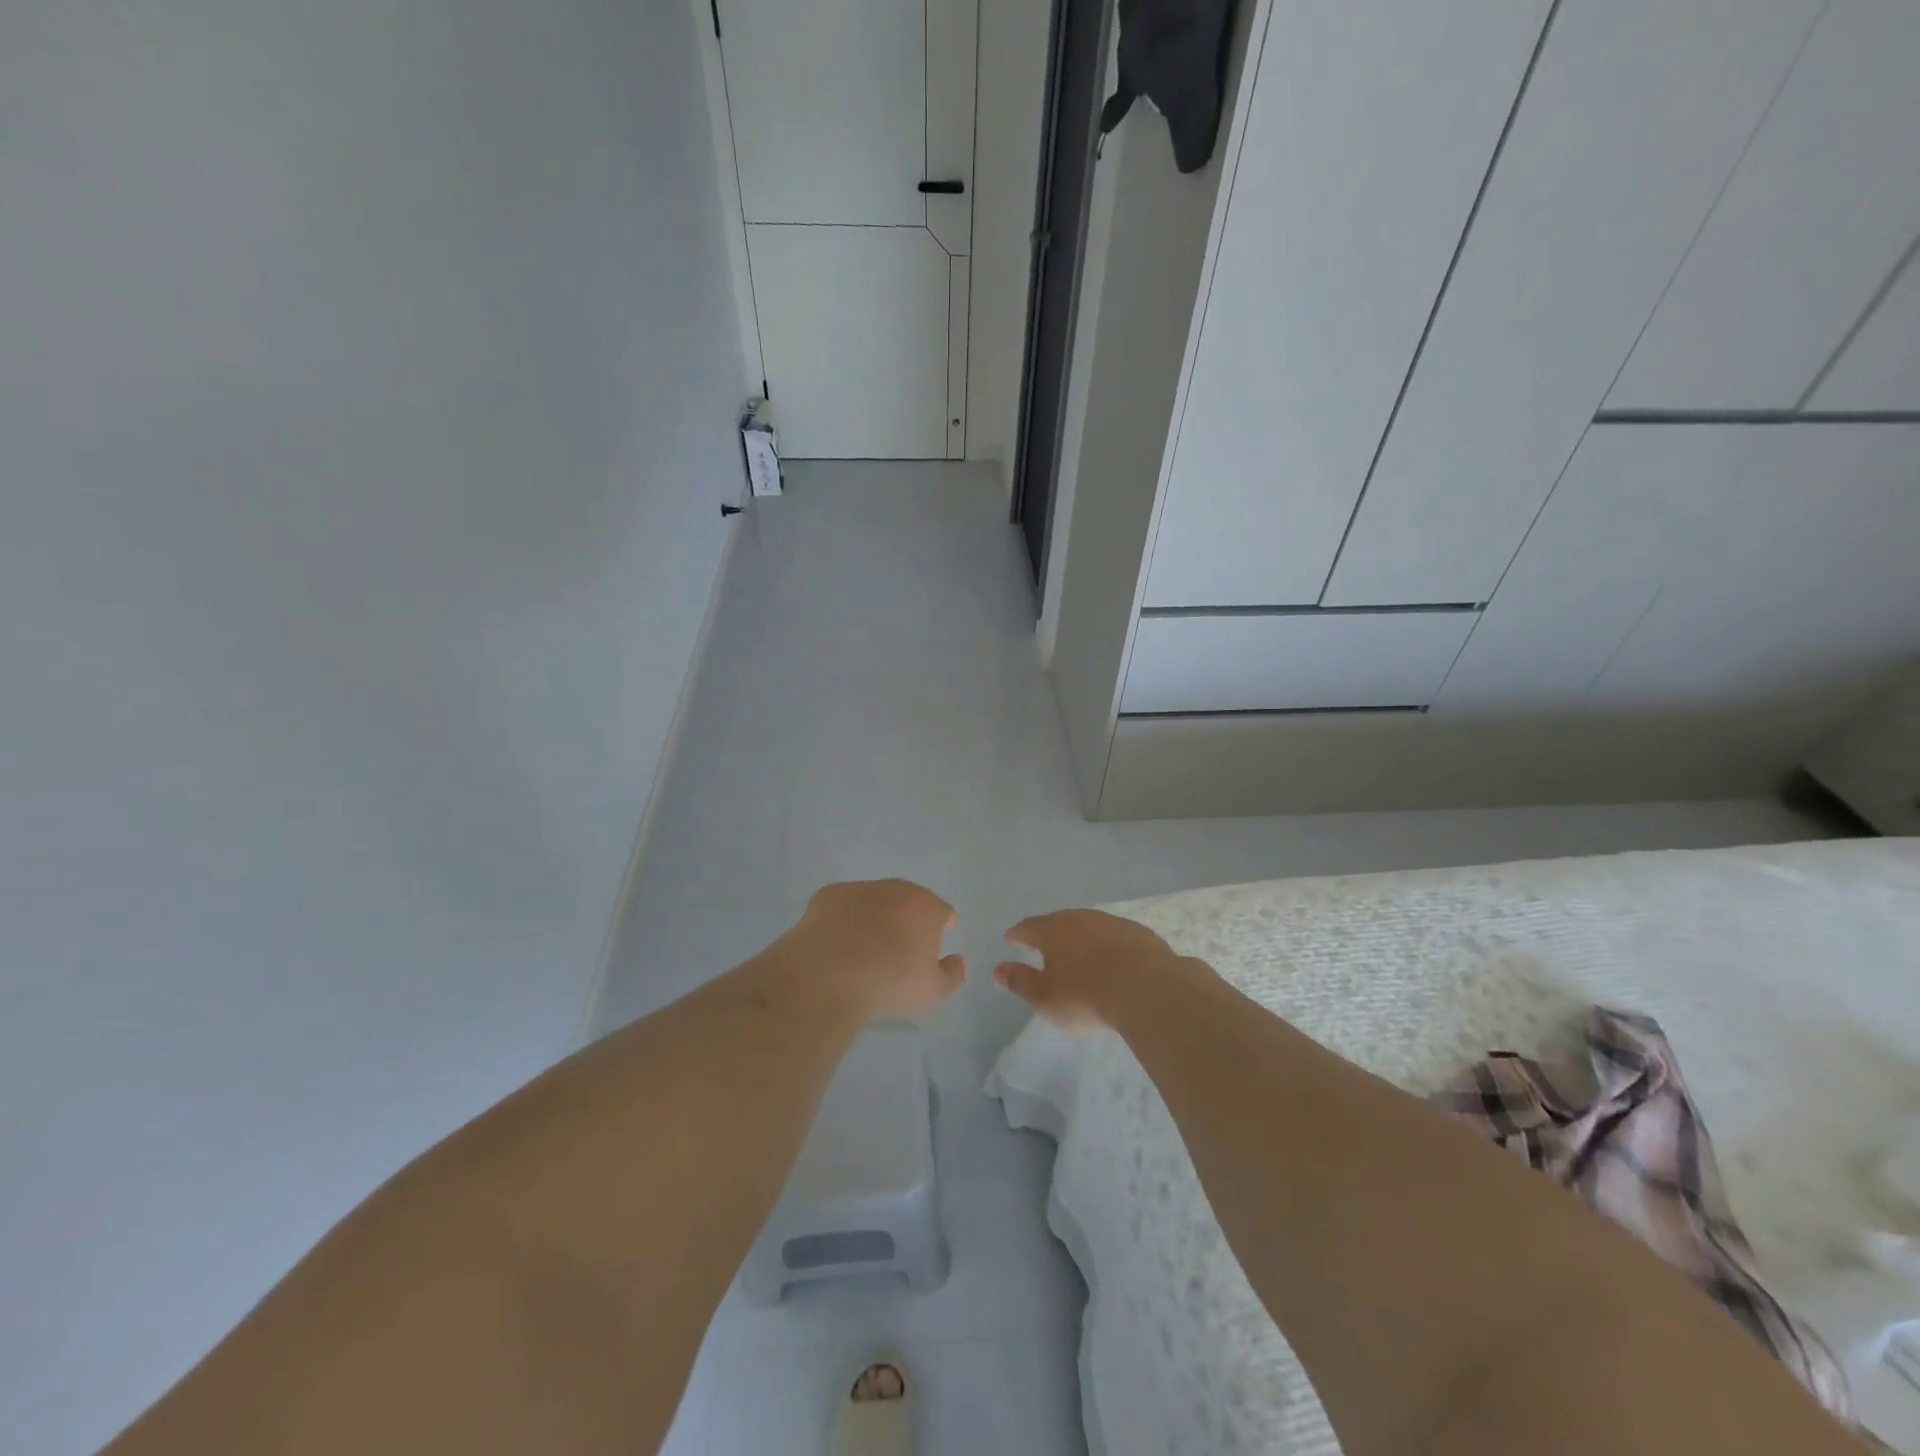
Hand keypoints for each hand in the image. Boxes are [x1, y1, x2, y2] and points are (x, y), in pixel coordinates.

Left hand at [784, 879, 965, 1017]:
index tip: (935, 943)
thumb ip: (952, 974)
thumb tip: (958, 961)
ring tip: (865, 949)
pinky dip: (844, 920)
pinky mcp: (828, 895)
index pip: (943, 912)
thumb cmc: (889, 981)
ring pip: (874, 901)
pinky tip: (837, 945)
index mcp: (926, 906)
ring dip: (875, 918)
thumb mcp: (932, 990)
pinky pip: (843, 907)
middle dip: (907, 920)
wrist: (829, 974)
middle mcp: (896, 889)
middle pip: (908, 901)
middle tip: (899, 949)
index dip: (942, 927)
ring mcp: (860, 889)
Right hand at [995, 909, 1186, 1030]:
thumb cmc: (1085, 995)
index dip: (1017, 934)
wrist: (1147, 989)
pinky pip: (1115, 937)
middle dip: (1049, 932)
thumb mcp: (1044, 997)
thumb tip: (998, 969)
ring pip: (1089, 926)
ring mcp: (1113, 923)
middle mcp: (1081, 918)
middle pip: (1059, 922)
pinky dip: (1108, 945)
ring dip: (1081, 938)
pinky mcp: (1140, 934)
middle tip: (1043, 945)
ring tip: (1078, 953)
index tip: (1010, 939)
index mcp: (1053, 930)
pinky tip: (1112, 960)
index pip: (1028, 927)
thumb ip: (1020, 981)